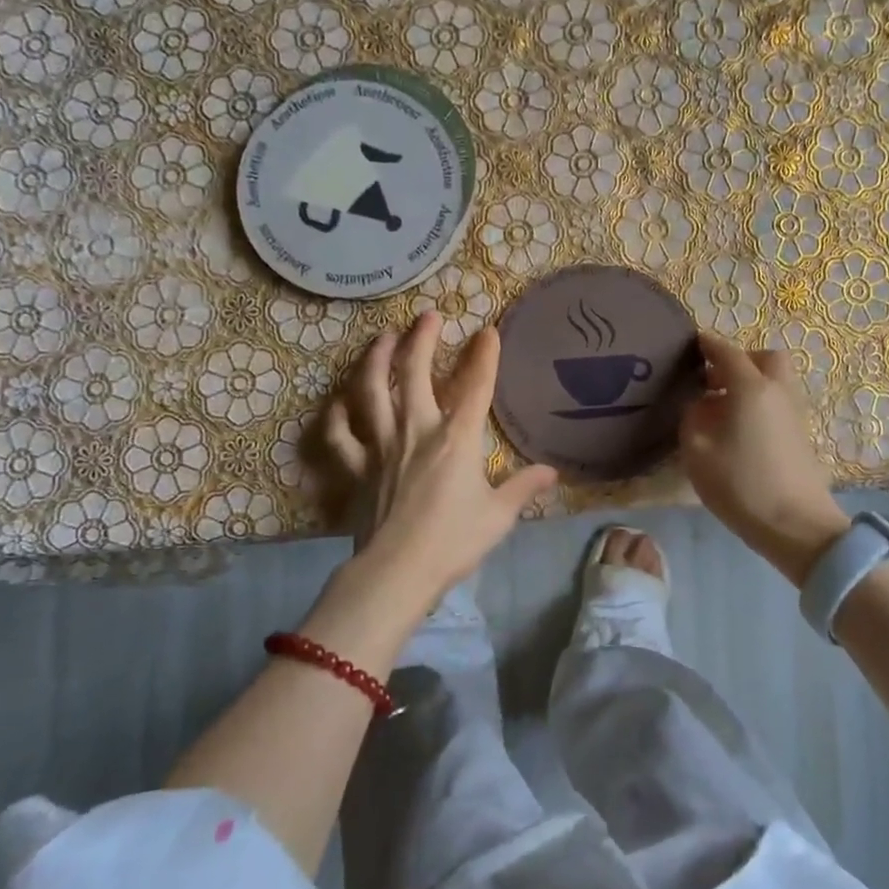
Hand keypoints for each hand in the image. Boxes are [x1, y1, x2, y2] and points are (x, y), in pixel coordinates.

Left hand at [321, 311, 556, 607]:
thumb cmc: (453, 542)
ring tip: (381, 338)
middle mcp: (416, 431)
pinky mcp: (357, 469)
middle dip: (421, 340)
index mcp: (456, 439)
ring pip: (371, 392)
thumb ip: (524, 488)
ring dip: (376, 361)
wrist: (397, 571)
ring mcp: (381, 447)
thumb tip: (552, 473)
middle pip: (414, 374)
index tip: (488, 331)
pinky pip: (341, 436)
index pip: (475, 387)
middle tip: (427, 317)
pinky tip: (338, 403)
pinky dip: (336, 417)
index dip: (484, 356)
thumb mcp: (499, 516)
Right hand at [679, 333, 848, 585]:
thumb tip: (701, 404)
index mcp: (750, 387)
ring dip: (751, 382)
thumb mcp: (698, 451)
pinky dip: (760, 402)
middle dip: (739, 360)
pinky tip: (740, 428)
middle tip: (713, 379)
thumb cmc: (740, 484)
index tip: (692, 343)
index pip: (726, 352)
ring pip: (775, 380)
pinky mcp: (801, 434)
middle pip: (763, 358)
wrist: (796, 525)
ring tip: (722, 407)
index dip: (707, 345)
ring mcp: (794, 412)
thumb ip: (693, 417)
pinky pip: (779, 402)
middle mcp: (777, 391)